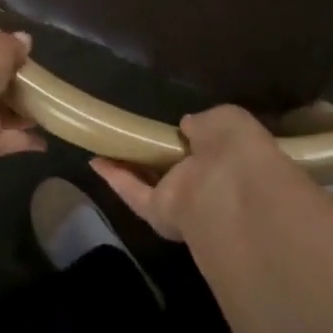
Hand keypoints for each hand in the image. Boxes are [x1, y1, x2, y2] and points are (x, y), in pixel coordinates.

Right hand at [89, 105, 301, 240]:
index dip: (194, 137)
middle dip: (161, 154)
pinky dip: (115, 179)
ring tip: (107, 146)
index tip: (176, 128)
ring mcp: (184, 200)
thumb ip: (203, 122)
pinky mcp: (159, 213)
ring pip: (153, 181)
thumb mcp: (226, 119)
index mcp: (231, 158)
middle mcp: (209, 181)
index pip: (212, 147)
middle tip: (137, 136)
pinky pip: (135, 193)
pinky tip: (96, 161)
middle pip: (179, 167)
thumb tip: (186, 126)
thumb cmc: (236, 147)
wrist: (231, 190)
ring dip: (131, 165)